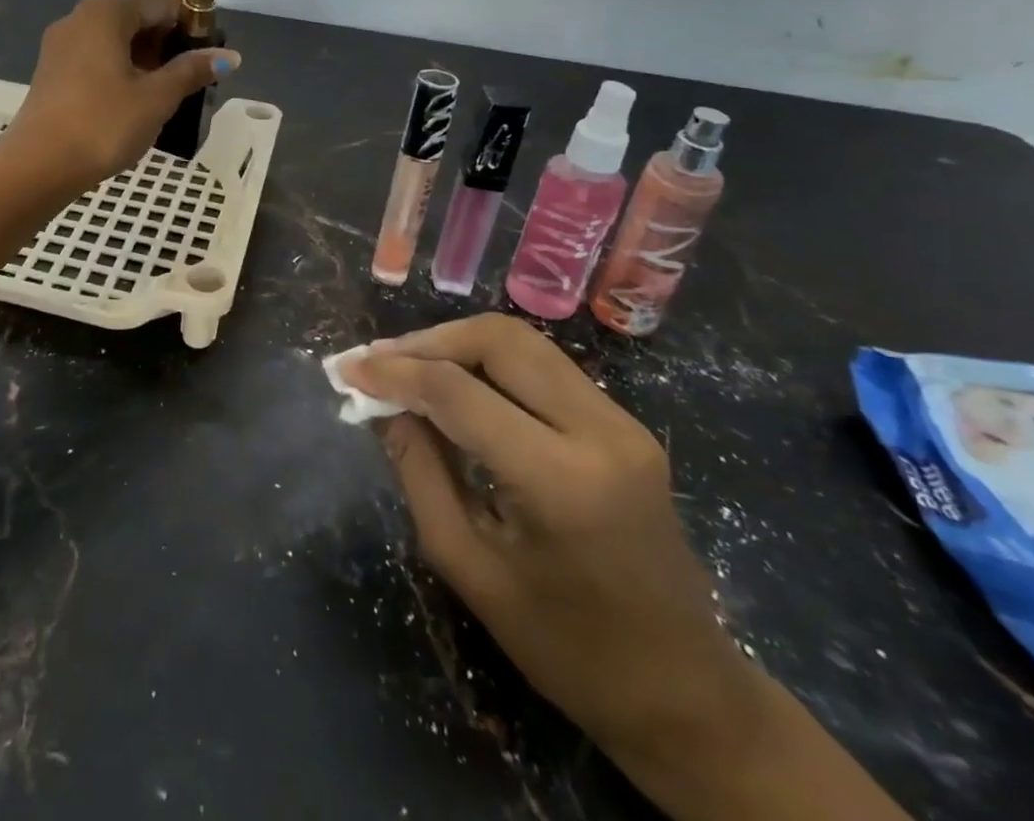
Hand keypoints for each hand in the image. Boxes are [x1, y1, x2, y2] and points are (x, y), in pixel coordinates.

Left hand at [3, 0, 239, 192]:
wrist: (39, 166)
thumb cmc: (104, 124)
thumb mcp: (156, 97)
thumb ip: (192, 70)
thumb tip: (229, 56)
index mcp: (107, 13)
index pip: (162, 3)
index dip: (194, 22)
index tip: (217, 49)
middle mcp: (81, 18)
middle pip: (138, 18)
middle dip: (171, 42)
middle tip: (198, 74)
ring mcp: (62, 44)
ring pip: (117, 40)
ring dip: (148, 58)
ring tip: (174, 90)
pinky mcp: (53, 71)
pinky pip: (98, 58)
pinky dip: (123, 69)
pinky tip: (139, 98)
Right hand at [346, 317, 757, 766]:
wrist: (684, 692)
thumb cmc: (565, 646)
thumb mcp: (468, 565)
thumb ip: (418, 470)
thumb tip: (379, 403)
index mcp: (560, 480)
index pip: (459, 392)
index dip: (395, 372)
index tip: (348, 369)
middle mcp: (599, 431)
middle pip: (499, 340)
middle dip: (429, 341)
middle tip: (380, 361)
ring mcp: (622, 422)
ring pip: (524, 343)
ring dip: (459, 344)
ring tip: (409, 366)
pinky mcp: (625, 424)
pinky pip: (544, 367)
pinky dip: (491, 363)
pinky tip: (458, 385)